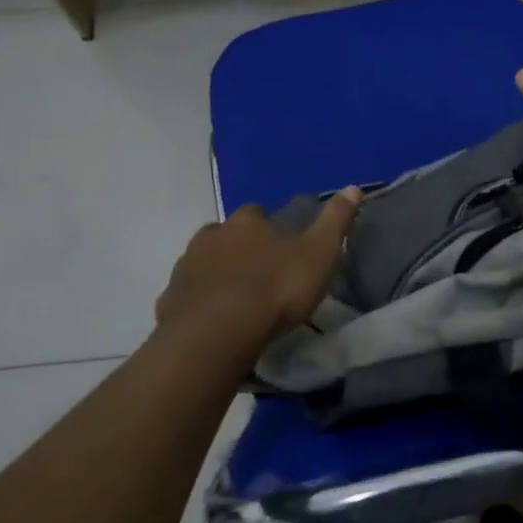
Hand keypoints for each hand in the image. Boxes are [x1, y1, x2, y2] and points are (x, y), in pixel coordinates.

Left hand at [155, 189, 361, 349]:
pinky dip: (200, 303)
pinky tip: (214, 321)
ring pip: (203, 263)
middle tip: (259, 272)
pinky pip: (187, 296)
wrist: (216, 335)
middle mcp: (211, 236)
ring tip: (237, 299)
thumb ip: (335, 221)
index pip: (257, 212)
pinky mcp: (170, 301)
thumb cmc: (274, 289)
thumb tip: (353, 187)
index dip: (269, 226)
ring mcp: (186, 268)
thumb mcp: (318, 254)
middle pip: (225, 235)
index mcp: (246, 222)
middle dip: (239, 248)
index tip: (281, 244)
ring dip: (218, 274)